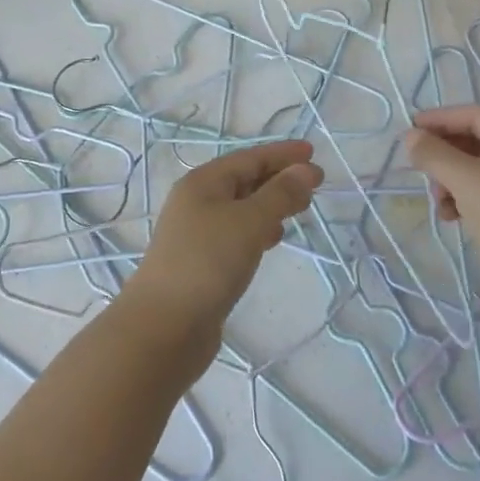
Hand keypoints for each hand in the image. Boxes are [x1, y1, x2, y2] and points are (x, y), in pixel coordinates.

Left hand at [126, 140, 323, 348]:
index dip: (282, 154)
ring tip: (300, 209)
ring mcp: (197, 233)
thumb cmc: (207, 263)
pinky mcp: (202, 262)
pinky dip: (258, 229)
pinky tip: (273, 239)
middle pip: (244, 180)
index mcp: (203, 183)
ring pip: (241, 208)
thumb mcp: (249, 222)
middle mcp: (197, 202)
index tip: (313, 153)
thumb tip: (305, 170)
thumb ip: (280, 194)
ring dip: (270, 204)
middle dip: (279, 178)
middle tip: (315, 184)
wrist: (164, 327)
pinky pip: (236, 233)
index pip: (249, 158)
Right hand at [405, 105, 479, 313]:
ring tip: (437, 198)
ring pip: (479, 170)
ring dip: (451, 179)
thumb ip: (435, 154)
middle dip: (446, 153)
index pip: (479, 116)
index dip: (443, 118)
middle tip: (419, 165)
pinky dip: (463, 199)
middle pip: (479, 142)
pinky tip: (449, 216)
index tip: (411, 127)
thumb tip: (410, 137)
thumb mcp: (469, 181)